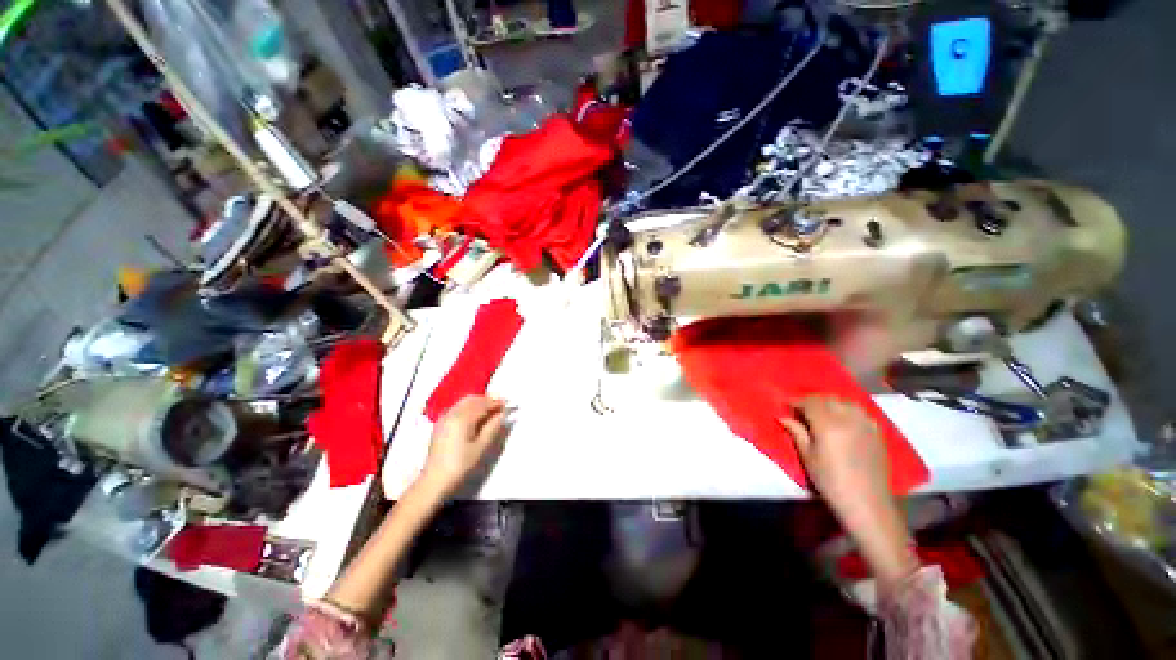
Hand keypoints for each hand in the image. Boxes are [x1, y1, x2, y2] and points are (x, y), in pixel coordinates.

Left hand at [421, 396, 508, 498]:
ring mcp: (444, 417)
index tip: (508, 404)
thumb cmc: (460, 464)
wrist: (435, 479)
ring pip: (464, 402)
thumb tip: (503, 413)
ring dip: (478, 402)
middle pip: (473, 399)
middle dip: (487, 400)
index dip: (497, 402)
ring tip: (490, 410)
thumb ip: (493, 427)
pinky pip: (457, 407)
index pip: (483, 404)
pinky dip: (468, 406)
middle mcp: (452, 413)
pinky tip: (475, 415)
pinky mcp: (441, 423)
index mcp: (463, 418)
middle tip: (500, 406)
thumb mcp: (481, 446)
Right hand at [781, 397, 889, 511]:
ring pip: (845, 402)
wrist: (867, 502)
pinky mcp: (877, 432)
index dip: (796, 401)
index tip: (786, 405)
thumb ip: (796, 432)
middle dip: (812, 401)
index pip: (809, 402)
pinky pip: (860, 412)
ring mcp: (865, 424)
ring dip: (831, 404)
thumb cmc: (830, 481)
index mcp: (828, 424)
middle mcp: (848, 418)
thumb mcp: (808, 457)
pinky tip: (844, 421)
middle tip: (802, 411)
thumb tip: (782, 417)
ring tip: (823, 414)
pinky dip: (848, 411)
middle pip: (827, 399)